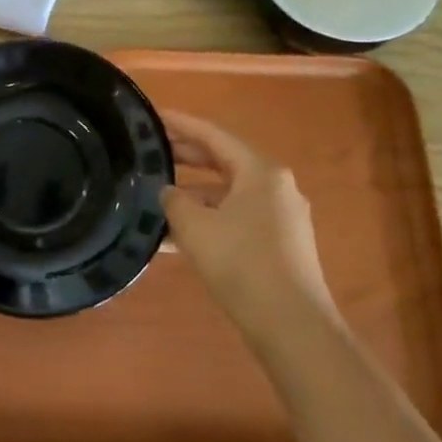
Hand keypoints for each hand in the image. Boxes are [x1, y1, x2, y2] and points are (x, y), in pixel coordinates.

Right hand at [161, 110, 333, 319]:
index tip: (153, 116)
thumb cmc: (241, 263)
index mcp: (260, 171)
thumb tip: (168, 192)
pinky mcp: (279, 244)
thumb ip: (174, 200)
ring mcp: (280, 217)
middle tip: (149, 151)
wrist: (292, 326)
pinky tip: (175, 237)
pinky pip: (235, 218)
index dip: (180, 124)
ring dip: (192, 194)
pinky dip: (207, 220)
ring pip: (227, 194)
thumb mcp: (194, 226)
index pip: (213, 135)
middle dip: (185, 156)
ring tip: (154, 199)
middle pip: (223, 161)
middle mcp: (275, 186)